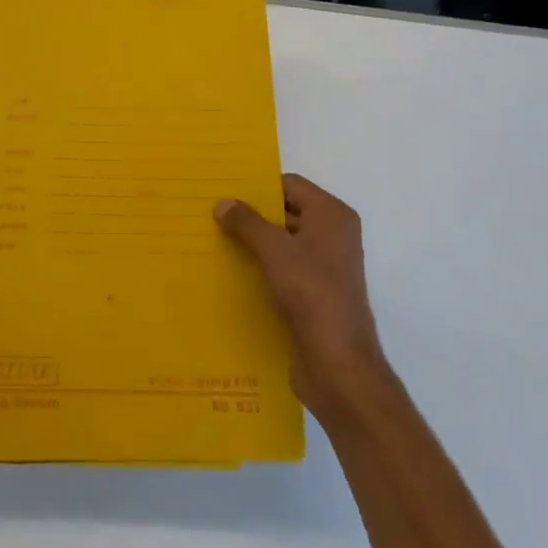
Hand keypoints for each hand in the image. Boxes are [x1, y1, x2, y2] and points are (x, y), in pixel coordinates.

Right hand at [216, 174, 391, 422]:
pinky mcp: (313, 295)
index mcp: (332, 216)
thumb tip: (223, 202)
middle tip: (210, 213)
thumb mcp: (275, 250)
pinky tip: (229, 272)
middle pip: (286, 212)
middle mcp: (332, 236)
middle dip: (251, 215)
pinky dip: (260, 268)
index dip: (258, 186)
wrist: (337, 363)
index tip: (222, 190)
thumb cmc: (311, 293)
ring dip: (252, 243)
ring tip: (211, 240)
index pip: (290, 185)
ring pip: (282, 243)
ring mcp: (324, 267)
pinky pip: (282, 270)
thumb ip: (247, 222)